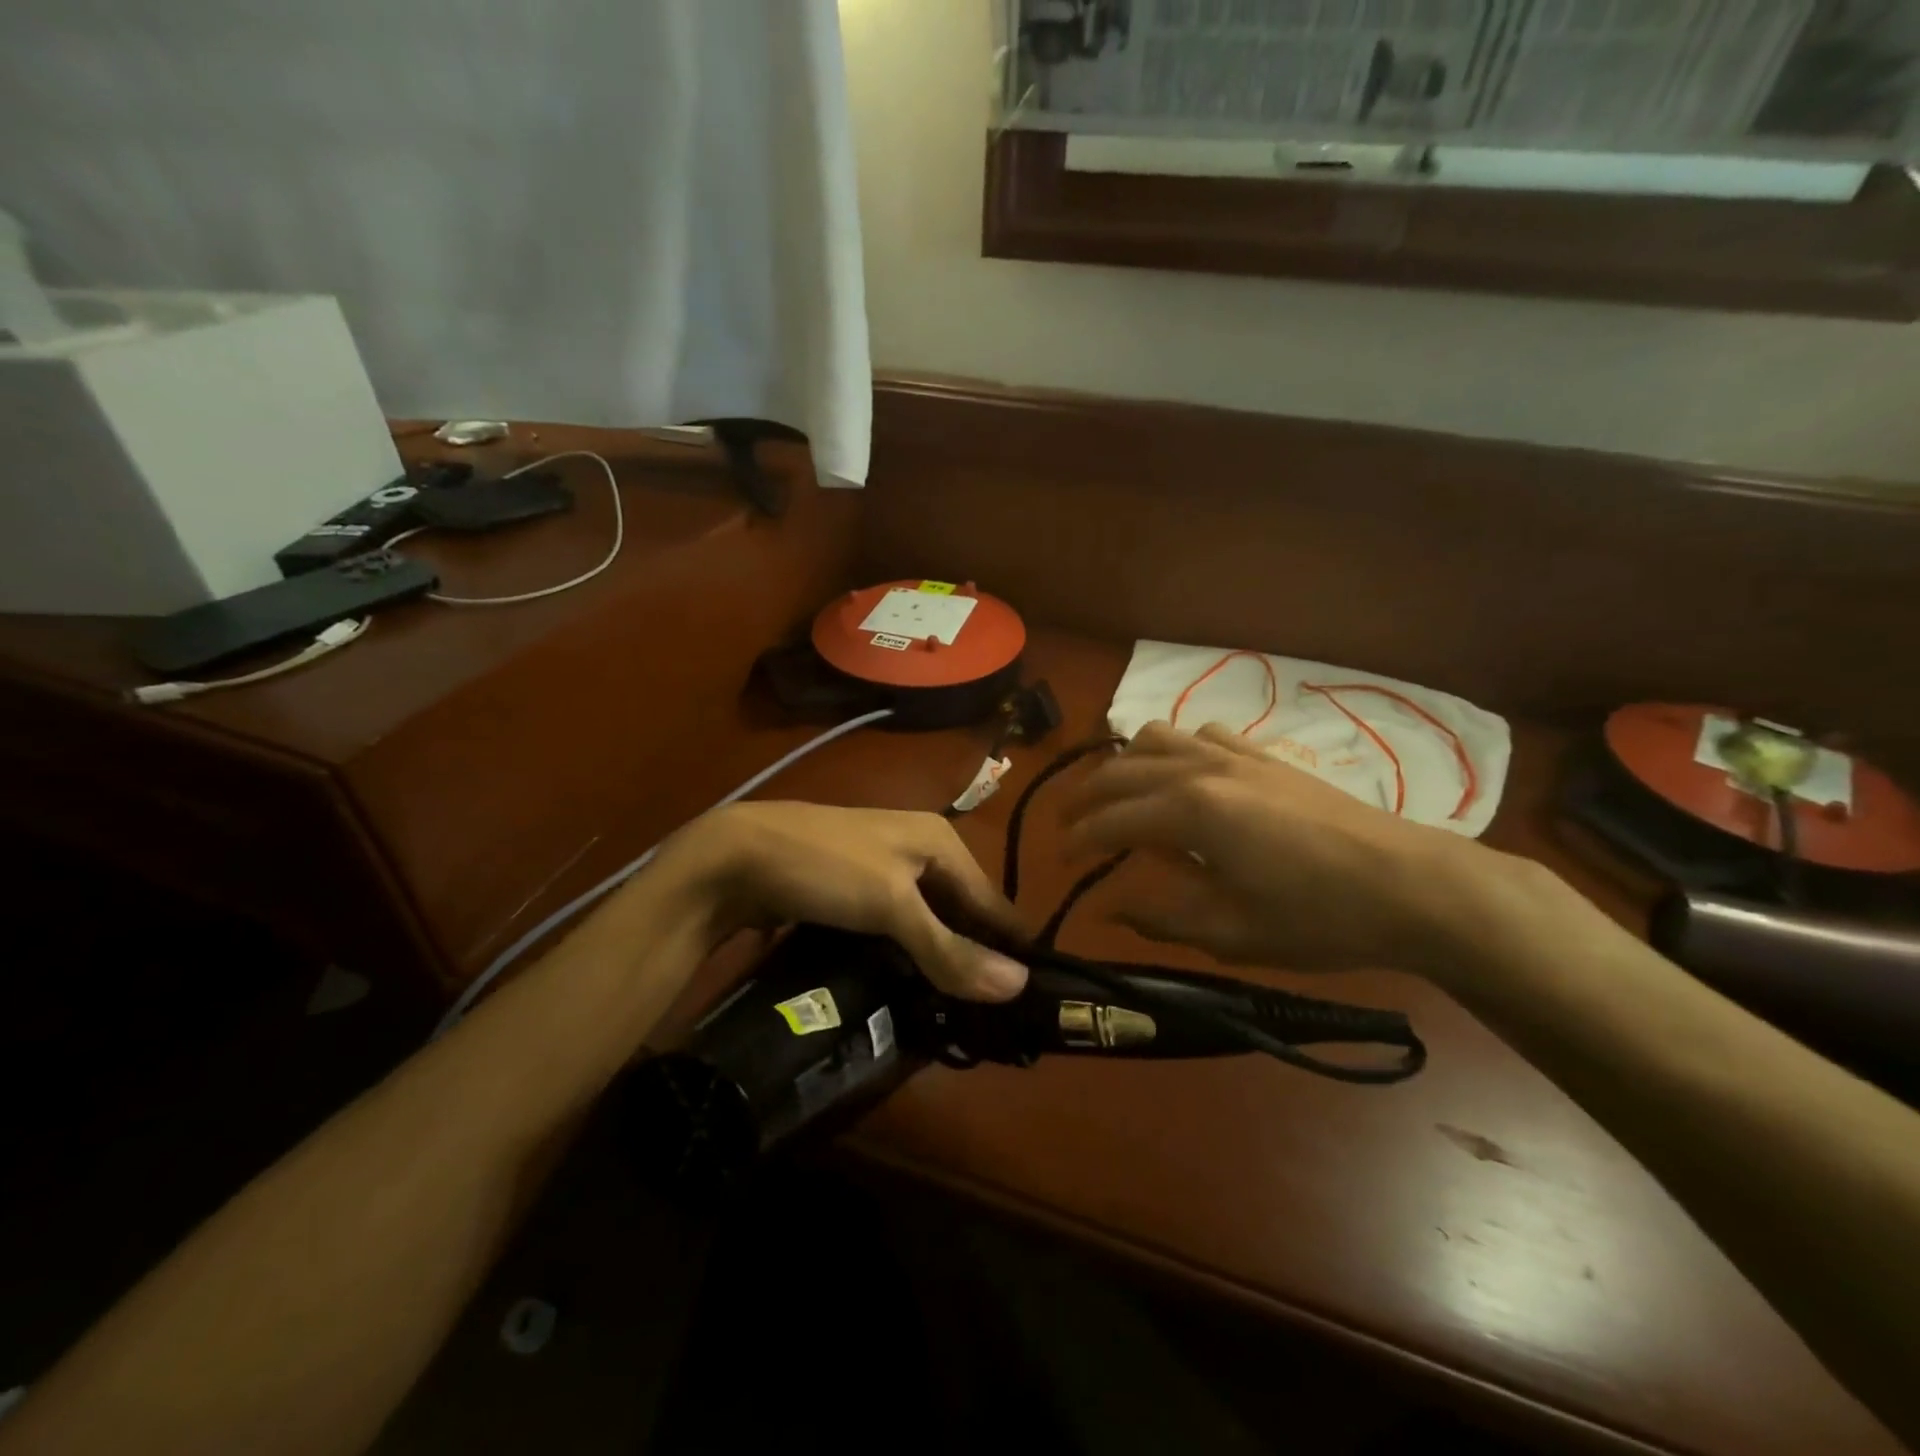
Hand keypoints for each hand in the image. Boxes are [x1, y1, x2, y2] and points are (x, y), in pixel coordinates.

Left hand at [668, 801, 1029, 1001]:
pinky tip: (910, 985)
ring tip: (955, 1011)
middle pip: (961, 910)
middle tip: (990, 1016)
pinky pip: (896, 926)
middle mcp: (918, 848)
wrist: (735, 855)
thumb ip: (950, 948)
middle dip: (973, 956)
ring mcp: (883, 868)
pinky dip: (907, 953)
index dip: (1010, 946)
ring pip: (928, 920)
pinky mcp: (854, 890)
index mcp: (940, 840)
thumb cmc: (826, 868)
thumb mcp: (892, 906)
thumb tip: (1020, 986)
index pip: (992, 899)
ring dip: (939, 959)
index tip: (1030, 998)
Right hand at [1058, 722, 1503, 978]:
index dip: (1077, 841)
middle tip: (1068, 827)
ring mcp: (1235, 755)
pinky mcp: (1265, 756)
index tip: (1059, 862)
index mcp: (1188, 811)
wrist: (1412, 885)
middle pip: (1121, 770)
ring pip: (1157, 738)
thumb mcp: (1230, 932)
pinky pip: (1202, 734)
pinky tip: (1184, 777)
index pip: (1110, 820)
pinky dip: (1176, 750)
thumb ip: (1159, 915)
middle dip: (1085, 798)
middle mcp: (1201, 768)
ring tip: (1116, 795)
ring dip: (1125, 764)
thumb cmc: (1318, 917)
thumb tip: (1107, 906)